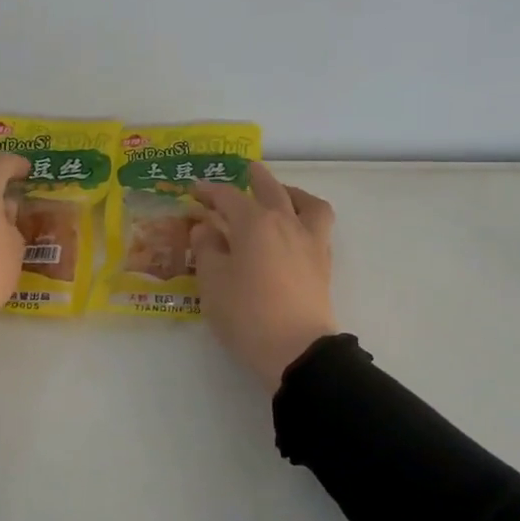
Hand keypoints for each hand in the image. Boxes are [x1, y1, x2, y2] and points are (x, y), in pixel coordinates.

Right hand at [189, 163, 337, 392]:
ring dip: (292, 192)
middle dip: (255, 178)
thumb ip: (208, 250)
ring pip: (306, 202)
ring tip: (282, 194)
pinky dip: (307, 217)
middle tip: (245, 170)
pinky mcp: (323, 262)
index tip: (196, 190)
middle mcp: (286, 223)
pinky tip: (295, 230)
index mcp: (255, 223)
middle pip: (271, 189)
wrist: (297, 350)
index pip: (229, 197)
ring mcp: (310, 241)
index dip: (210, 191)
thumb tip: (207, 229)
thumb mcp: (213, 283)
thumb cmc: (247, 314)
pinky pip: (319, 226)